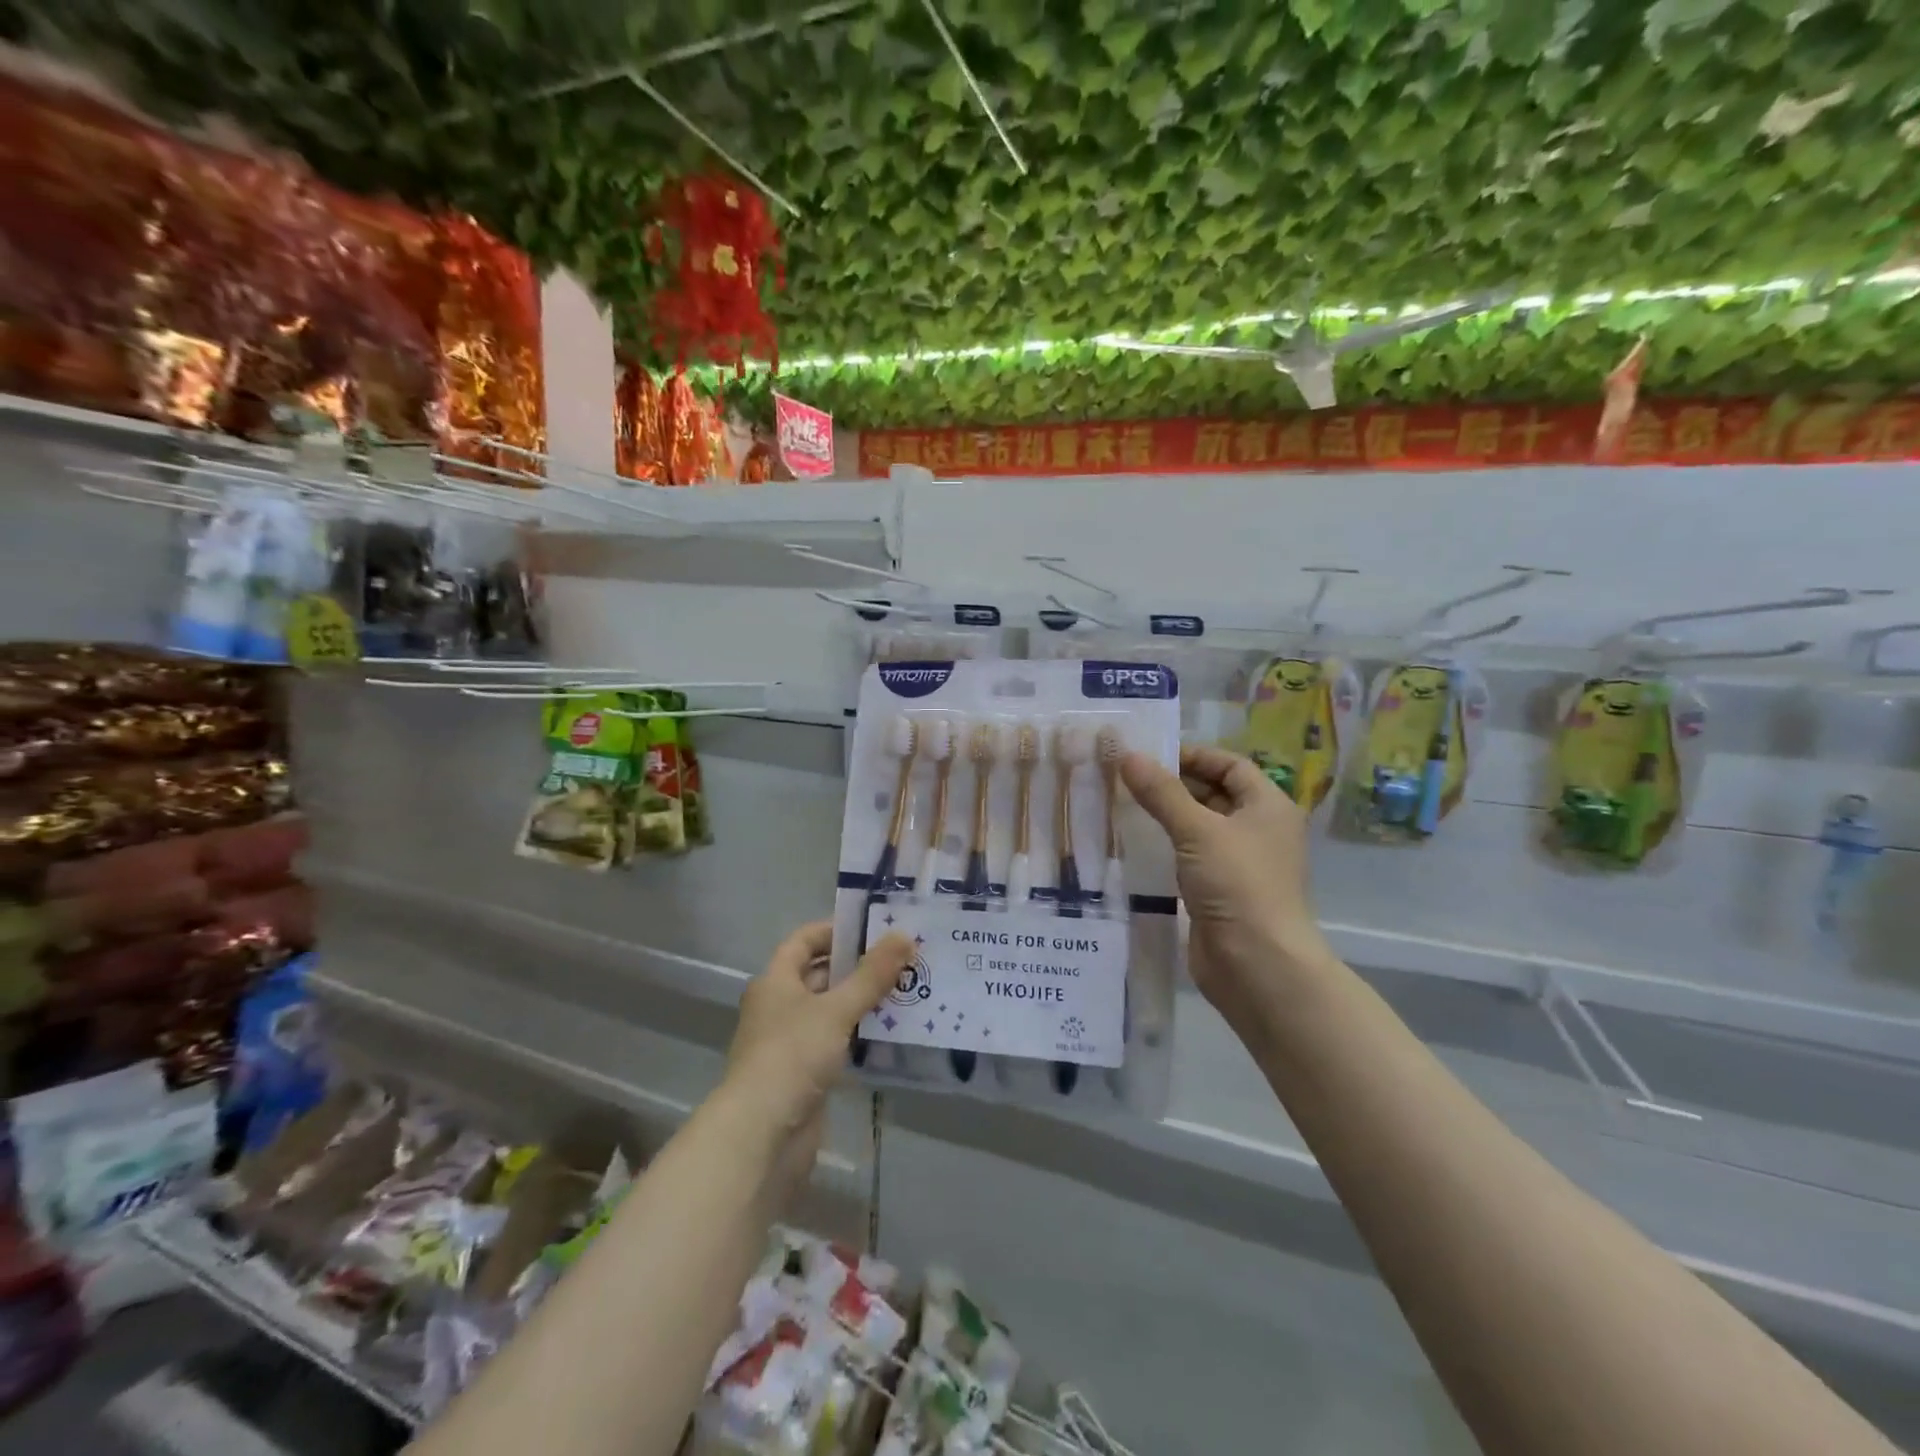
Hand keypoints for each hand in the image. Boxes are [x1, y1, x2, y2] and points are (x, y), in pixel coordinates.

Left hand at [722, 922, 913, 1189]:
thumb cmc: (792, 1056)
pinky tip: (891, 1031)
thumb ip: (872, 974)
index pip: (805, 940)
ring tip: (906, 990)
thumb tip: (905, 935)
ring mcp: (791, 1041)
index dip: (836, 930)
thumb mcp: (836, 1009)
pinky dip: (859, 1034)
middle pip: (820, 974)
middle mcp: (779, 1006)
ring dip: (862, 1001)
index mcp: (776, 981)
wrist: (761, 1135)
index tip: (875, 928)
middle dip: (858, 966)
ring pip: (831, 1010)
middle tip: (902, 959)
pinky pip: (836, 1042)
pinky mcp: (805, 1073)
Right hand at [1120, 745, 1331, 1033]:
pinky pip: (1189, 858)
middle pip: (1213, 794)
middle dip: (1172, 785)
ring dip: (1165, 817)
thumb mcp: (1197, 830)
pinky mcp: (1218, 892)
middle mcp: (1257, 830)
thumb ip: (1161, 792)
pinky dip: (1165, 848)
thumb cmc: (1237, 885)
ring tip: (1121, 805)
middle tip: (1125, 779)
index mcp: (1267, 806)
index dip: (1192, 756)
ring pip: (1198, 828)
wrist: (1257, 965)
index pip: (1230, 765)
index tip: (1149, 755)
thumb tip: (1126, 755)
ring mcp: (1238, 864)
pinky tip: (1132, 845)